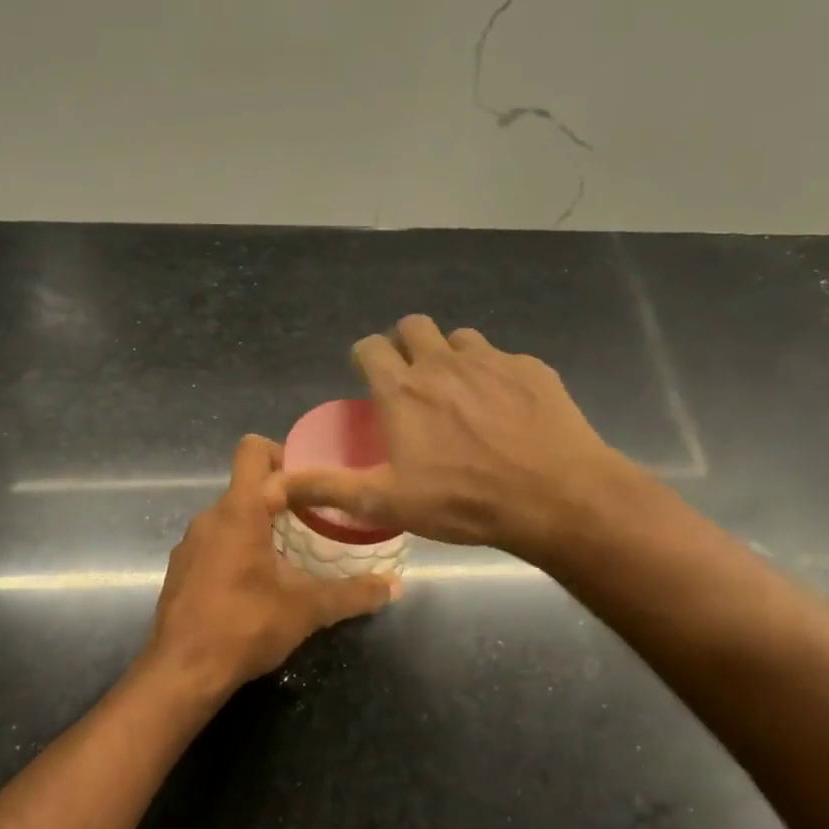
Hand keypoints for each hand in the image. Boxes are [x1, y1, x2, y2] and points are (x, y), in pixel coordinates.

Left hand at [144, 435, 396, 697]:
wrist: (182, 672)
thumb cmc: (245, 626)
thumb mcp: (307, 609)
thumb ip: (353, 593)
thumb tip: (395, 586)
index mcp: (239, 511)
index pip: (255, 452)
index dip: (288, 457)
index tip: (318, 486)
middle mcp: (209, 517)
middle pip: (247, 484)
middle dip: (281, 497)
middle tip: (315, 521)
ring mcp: (190, 543)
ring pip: (231, 515)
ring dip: (261, 525)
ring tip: (292, 554)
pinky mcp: (181, 568)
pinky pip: (215, 541)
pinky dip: (239, 548)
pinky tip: (258, 582)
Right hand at [274, 316, 631, 559]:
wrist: (555, 497)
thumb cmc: (462, 500)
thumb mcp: (387, 502)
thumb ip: (329, 487)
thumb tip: (273, 484)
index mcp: (402, 388)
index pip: (369, 348)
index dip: (364, 359)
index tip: (369, 378)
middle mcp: (442, 361)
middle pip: (413, 326)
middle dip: (406, 345)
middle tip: (413, 383)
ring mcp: (491, 360)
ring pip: (460, 339)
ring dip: (452, 358)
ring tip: (460, 396)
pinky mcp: (531, 368)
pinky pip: (504, 359)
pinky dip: (495, 375)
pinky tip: (507, 411)